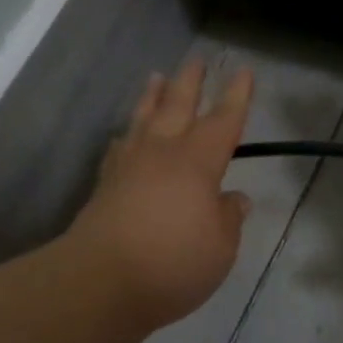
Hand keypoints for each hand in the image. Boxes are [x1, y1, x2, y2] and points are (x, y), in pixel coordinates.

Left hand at [70, 57, 254, 329]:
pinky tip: (125, 137)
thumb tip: (234, 198)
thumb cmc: (172, 264)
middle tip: (196, 60)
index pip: (223, 121)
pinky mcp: (104, 187)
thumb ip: (228, 218)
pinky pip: (118, 148)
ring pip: (143, 120)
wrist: (100, 282)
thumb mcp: (220, 248)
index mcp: (197, 162)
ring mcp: (127, 167)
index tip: (242, 71)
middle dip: (190, 82)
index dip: (236, 97)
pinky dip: (126, 136)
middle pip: (177, 107)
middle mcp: (161, 154)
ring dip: (152, 98)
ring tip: (156, 78)